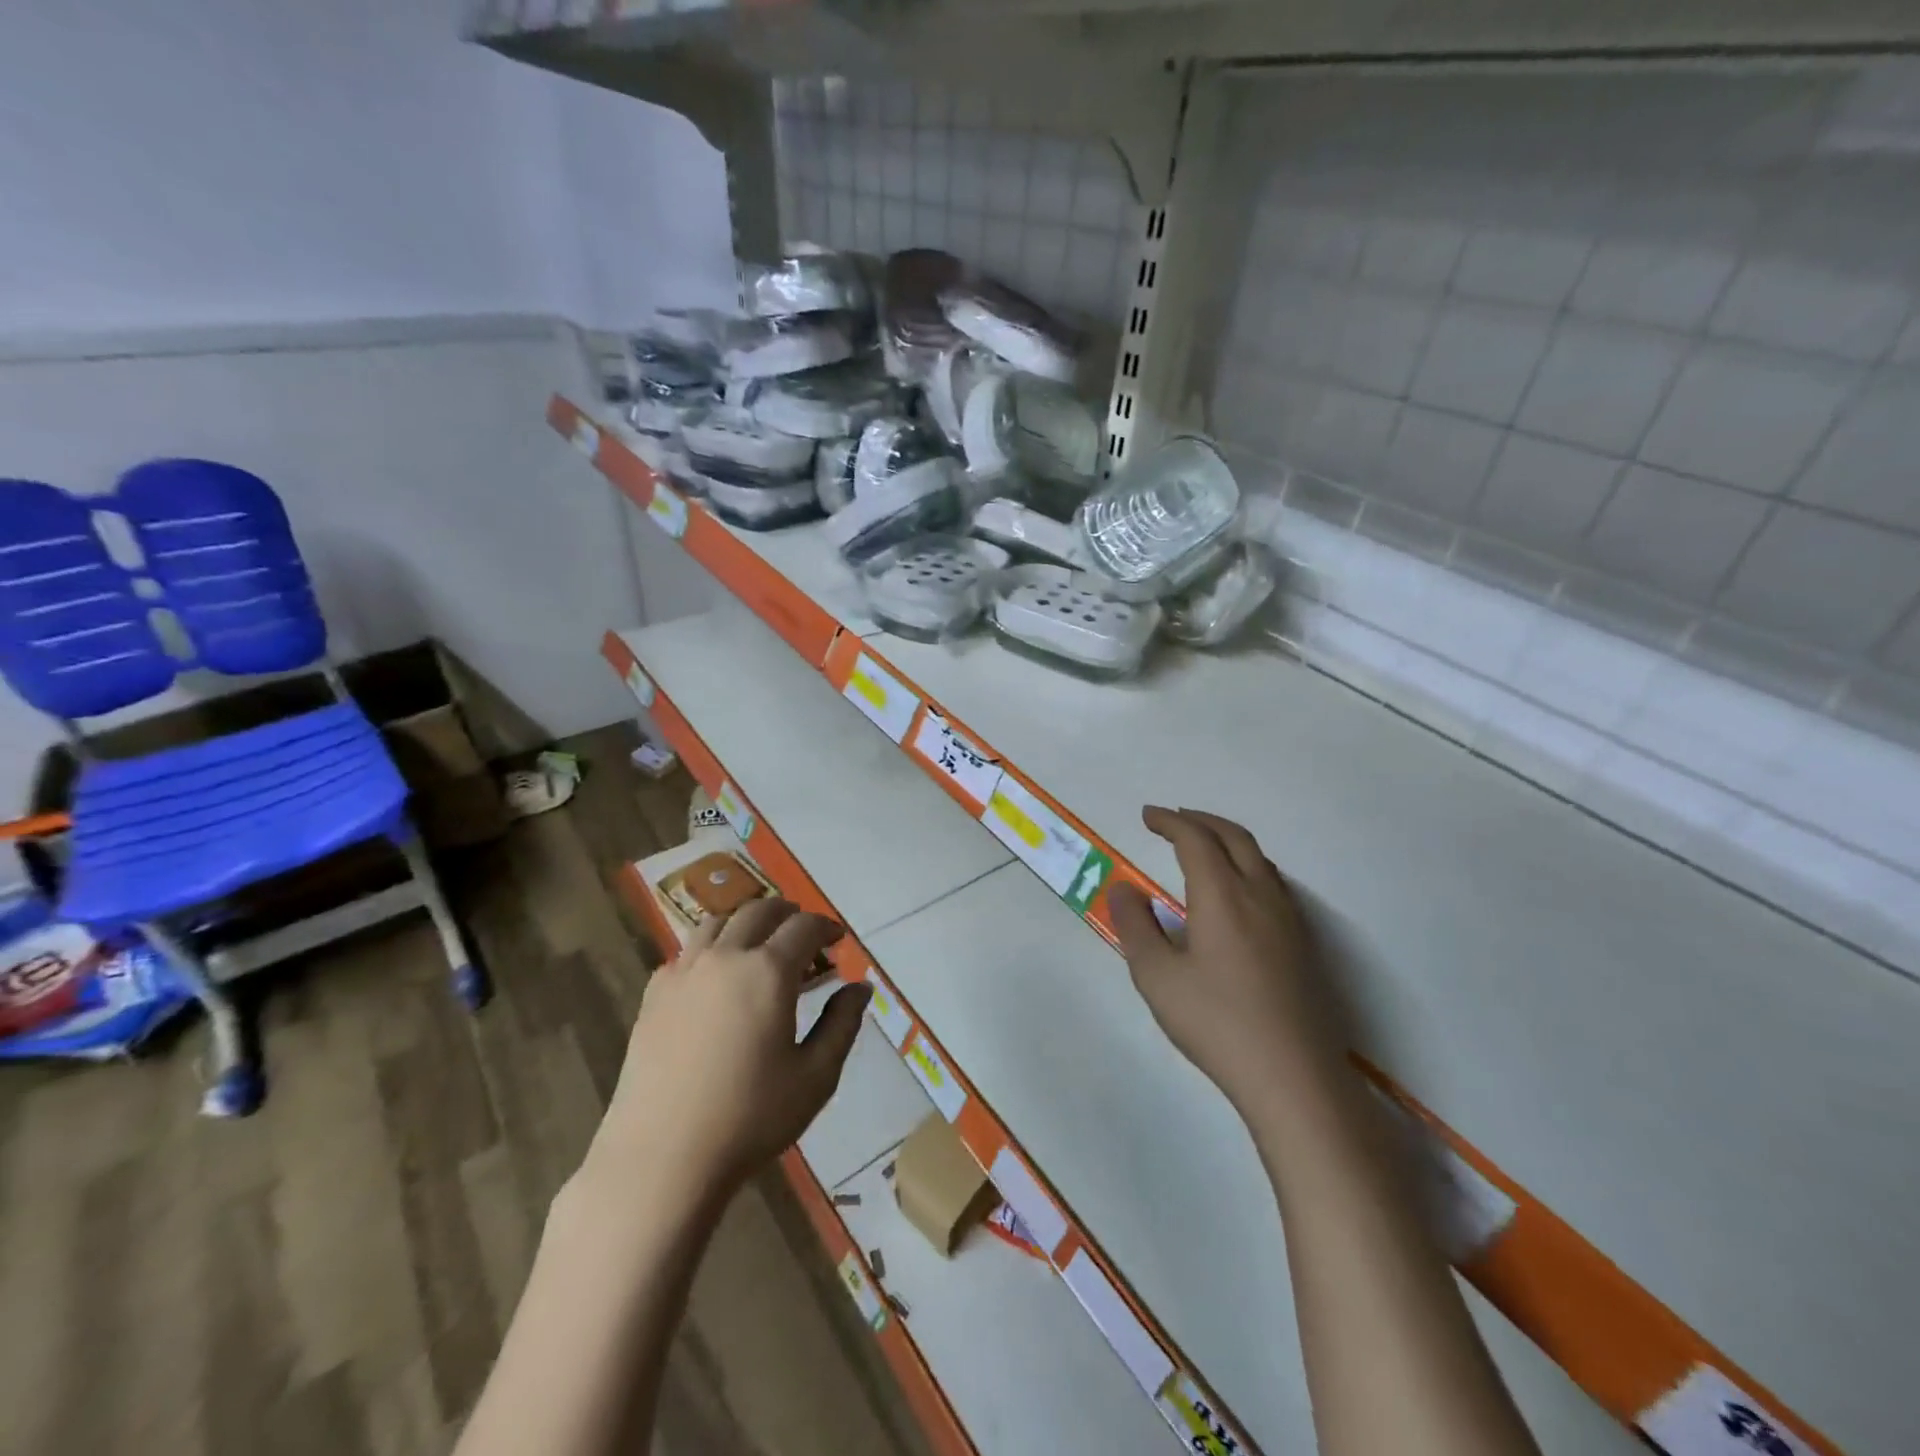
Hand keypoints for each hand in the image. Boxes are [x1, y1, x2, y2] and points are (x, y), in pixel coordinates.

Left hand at [583, 900, 870, 1203]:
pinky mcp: (654, 994)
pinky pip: (687, 952)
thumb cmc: (750, 1118)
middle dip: (788, 915)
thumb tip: (860, 987)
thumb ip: (843, 1024)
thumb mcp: (816, 1076)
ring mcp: (684, 972)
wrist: (662, 1158)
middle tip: (804, 935)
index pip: (804, 927)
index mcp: (769, 971)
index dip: (826, 927)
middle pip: (760, 911)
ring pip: (718, 922)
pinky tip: (715, 979)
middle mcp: (726, 957)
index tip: (838, 940)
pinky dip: (710, 949)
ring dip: (746, 923)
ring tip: (759, 946)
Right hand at [1108, 807, 1339, 1112]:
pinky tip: (1238, 892)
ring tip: (1203, 848)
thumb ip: (1136, 926)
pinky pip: (1274, 882)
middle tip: (1173, 820)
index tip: (1148, 816)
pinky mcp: (1304, 944)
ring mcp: (1289, 919)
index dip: (1170, 821)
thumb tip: (1124, 889)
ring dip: (1227, 840)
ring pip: (1259, 858)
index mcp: (1222, 895)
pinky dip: (1248, 864)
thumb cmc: (1216, 1024)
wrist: (1294, 1077)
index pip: (1195, 839)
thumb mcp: (1157, 977)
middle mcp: (1260, 895)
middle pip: (1234, 837)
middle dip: (1201, 820)